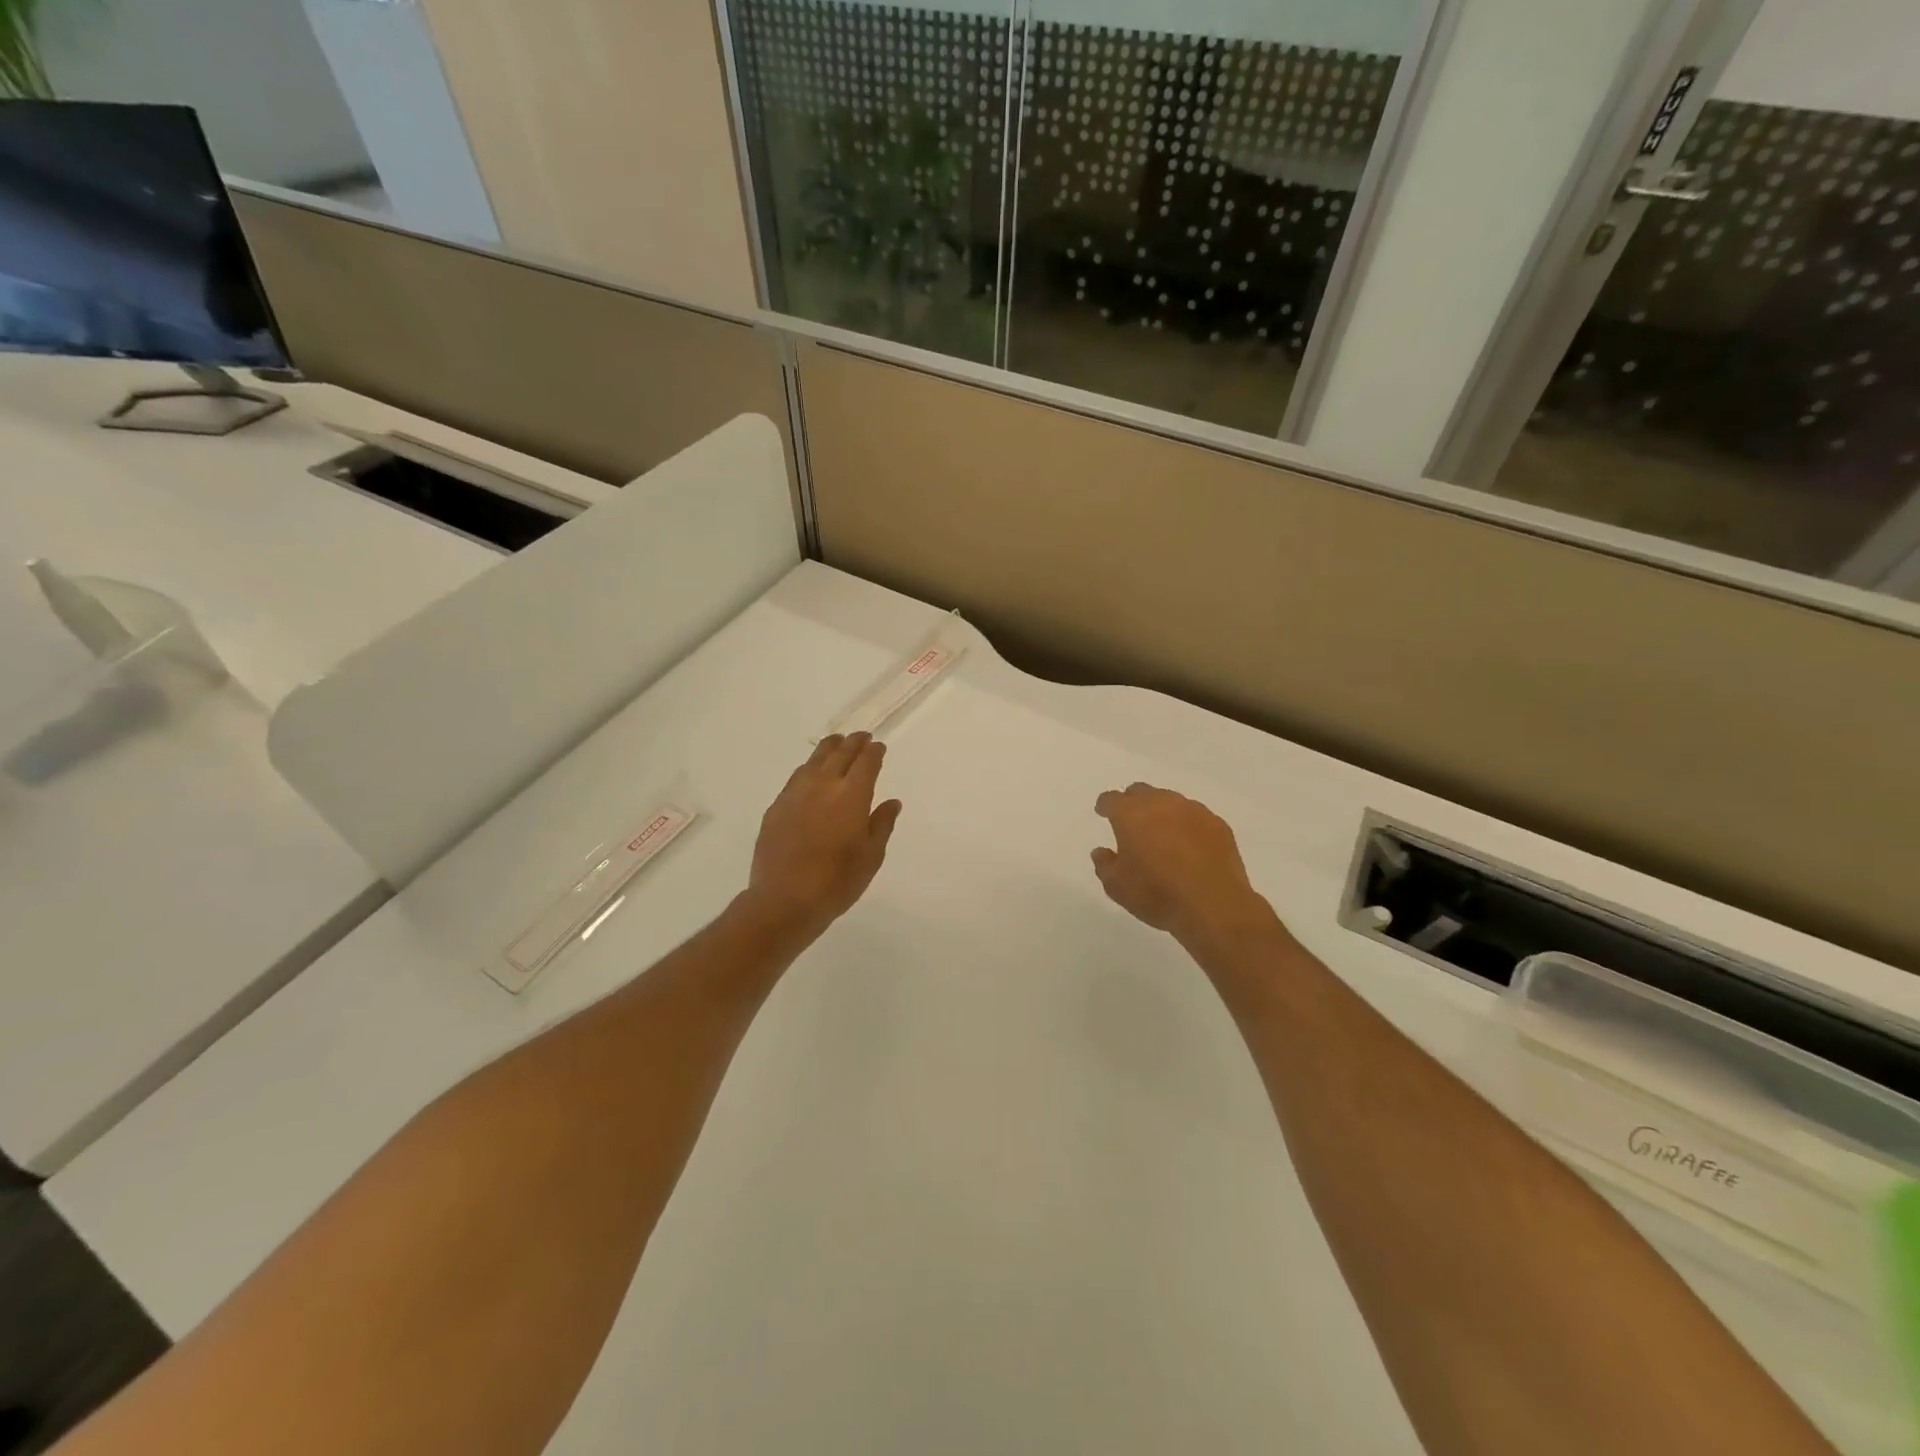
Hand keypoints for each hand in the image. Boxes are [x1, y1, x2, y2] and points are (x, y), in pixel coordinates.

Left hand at [743, 733, 902, 941]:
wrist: (784, 899)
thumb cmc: (837, 881)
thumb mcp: (871, 856)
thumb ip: (882, 824)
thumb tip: (891, 802)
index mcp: (852, 795)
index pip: (866, 762)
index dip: (874, 752)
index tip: (879, 747)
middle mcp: (824, 785)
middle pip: (840, 753)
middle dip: (853, 743)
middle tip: (861, 737)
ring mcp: (796, 793)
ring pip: (814, 760)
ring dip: (829, 749)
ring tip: (836, 744)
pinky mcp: (777, 806)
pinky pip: (797, 777)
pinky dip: (809, 768)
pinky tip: (810, 774)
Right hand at [1092, 783, 1273, 948]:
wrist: (1214, 907)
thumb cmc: (1157, 894)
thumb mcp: (1117, 887)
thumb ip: (1105, 865)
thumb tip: (1102, 852)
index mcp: (1131, 814)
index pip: (1112, 799)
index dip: (1105, 805)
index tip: (1103, 813)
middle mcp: (1161, 804)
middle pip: (1142, 792)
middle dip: (1133, 803)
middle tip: (1131, 823)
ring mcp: (1193, 811)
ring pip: (1171, 801)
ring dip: (1162, 812)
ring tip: (1162, 835)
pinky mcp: (1218, 824)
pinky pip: (1196, 817)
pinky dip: (1187, 825)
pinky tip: (1189, 845)